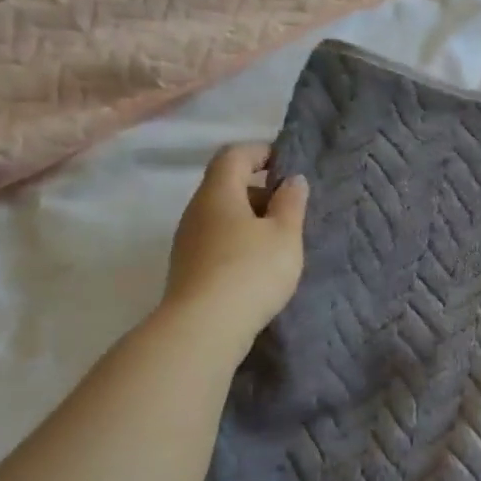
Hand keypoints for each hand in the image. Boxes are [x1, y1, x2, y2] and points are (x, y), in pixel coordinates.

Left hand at [160, 144, 308, 348]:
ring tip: (280, 239)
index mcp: (219, 192)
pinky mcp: (188, 267)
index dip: (261, 152)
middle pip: (226, 184)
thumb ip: (291, 203)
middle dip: (259, 188)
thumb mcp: (285, 235)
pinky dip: (239, 240)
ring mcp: (188, 240)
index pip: (234, 154)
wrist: (204, 328)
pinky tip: (259, 264)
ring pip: (222, 215)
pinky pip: (217, 239)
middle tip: (291, 206)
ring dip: (250, 218)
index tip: (288, 163)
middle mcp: (197, 210)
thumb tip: (292, 180)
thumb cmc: (251, 271)